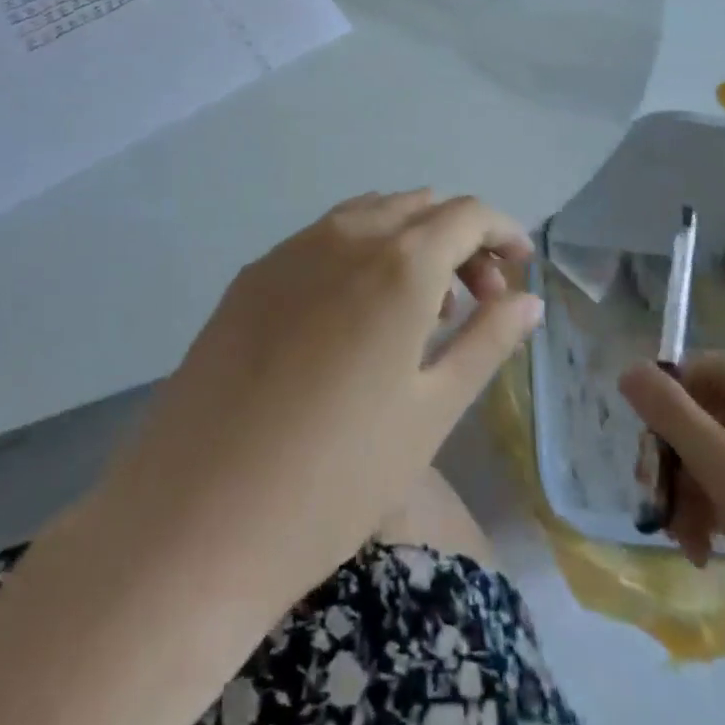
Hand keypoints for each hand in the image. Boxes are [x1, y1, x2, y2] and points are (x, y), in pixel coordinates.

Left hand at [86, 190, 541, 611]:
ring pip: (369, 215)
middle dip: (459, 239)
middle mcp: (345, 235)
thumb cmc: (337, 475)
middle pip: (419, 207)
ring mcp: (290, 250)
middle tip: (476, 298)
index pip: (466, 214)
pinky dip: (361, 254)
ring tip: (421, 308)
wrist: (195, 518)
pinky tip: (355, 315)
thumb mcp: (433, 412)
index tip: (519, 269)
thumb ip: (487, 341)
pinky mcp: (252, 275)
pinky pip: (324, 239)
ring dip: (409, 241)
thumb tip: (529, 299)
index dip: (502, 231)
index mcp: (399, 262)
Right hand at [621, 354, 724, 724]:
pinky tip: (699, 549)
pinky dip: (709, 512)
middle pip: (705, 415)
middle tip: (654, 493)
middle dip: (675, 457)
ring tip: (681, 536)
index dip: (668, 396)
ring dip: (687, 491)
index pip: (704, 368)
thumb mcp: (720, 468)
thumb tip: (627, 367)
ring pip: (713, 456)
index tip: (645, 438)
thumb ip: (669, 412)